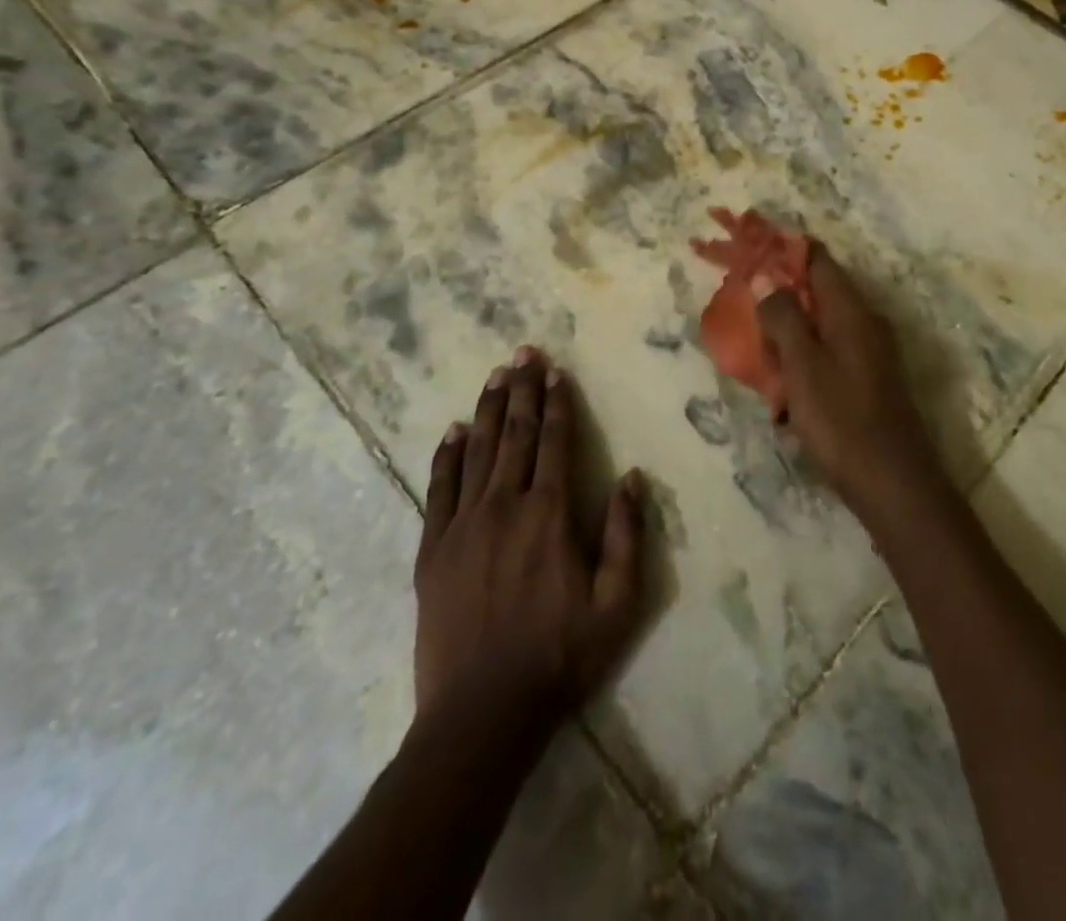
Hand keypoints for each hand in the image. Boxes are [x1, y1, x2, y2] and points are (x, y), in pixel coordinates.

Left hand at [414, 349, 645, 724]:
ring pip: (478, 452)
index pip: (554, 442)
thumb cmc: (560, 656)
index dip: (557, 404)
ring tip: (495, 375)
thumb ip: (626, 534)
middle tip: (523, 352)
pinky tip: (454, 430)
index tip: (556, 371)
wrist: (482, 713)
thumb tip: (632, 476)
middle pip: (515, 435)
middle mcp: (505, 506)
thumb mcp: (617, 603)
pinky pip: (439, 489)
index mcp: (550, 514)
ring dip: (489, 409)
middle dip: (522, 390)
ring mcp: (463, 526)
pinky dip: (448, 455)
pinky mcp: (433, 550)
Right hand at [753, 245, 948, 523]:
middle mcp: (865, 323)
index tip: (749, 252)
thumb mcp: (802, 365)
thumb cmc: (842, 420)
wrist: (893, 483)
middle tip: (743, 312)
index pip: (817, 259)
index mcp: (851, 311)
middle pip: (816, 293)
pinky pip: (826, 358)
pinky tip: (785, 401)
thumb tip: (765, 278)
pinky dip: (802, 368)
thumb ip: (783, 317)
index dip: (783, 250)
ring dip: (787, 340)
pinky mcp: (867, 381)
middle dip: (778, 299)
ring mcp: (870, 353)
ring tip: (760, 365)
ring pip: (818, 329)